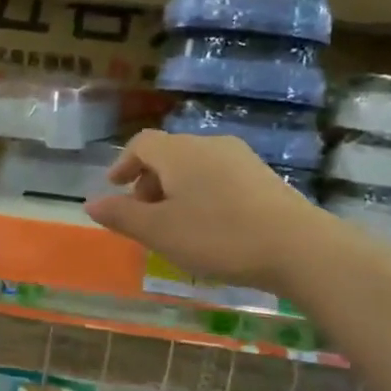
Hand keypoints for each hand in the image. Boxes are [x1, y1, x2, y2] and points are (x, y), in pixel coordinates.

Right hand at [84, 130, 328, 290]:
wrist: (299, 247)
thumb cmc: (218, 236)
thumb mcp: (159, 232)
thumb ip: (122, 216)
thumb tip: (91, 203)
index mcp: (179, 152)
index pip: (142, 143)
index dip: (123, 163)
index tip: (115, 188)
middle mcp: (210, 145)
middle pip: (169, 153)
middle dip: (149, 180)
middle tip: (143, 214)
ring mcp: (242, 159)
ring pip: (195, 166)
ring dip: (175, 189)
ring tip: (174, 224)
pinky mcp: (264, 177)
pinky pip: (218, 177)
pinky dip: (201, 193)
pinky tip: (209, 226)